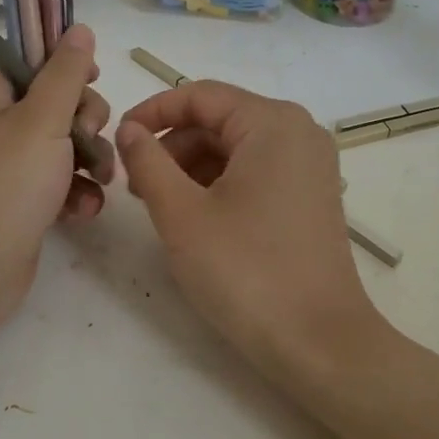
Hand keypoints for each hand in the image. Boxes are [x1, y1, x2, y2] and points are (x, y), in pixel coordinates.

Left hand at [0, 25, 112, 339]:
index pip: (28, 56)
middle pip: (55, 99)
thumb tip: (78, 28)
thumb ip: (66, 73)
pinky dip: (76, 190)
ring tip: (98, 181)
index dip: (63, 61)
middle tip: (86, 138)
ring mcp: (9, 163)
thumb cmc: (8, 183)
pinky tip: (84, 209)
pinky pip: (60, 179)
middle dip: (85, 119)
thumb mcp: (43, 119)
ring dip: (90, 158)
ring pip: (65, 141)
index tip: (92, 77)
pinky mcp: (23, 197)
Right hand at [115, 81, 389, 394]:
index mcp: (272, 122)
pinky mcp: (312, 196)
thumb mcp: (181, 214)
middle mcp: (298, 132)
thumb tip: (130, 129)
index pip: (199, 95)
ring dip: (192, 166)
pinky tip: (195, 217)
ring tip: (160, 205)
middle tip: (135, 184)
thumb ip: (148, 161)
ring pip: (236, 147)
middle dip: (172, 145)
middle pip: (219, 119)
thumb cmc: (245, 271)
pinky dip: (220, 183)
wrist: (320, 344)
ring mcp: (310, 165)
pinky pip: (256, 171)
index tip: (117, 140)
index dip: (152, 112)